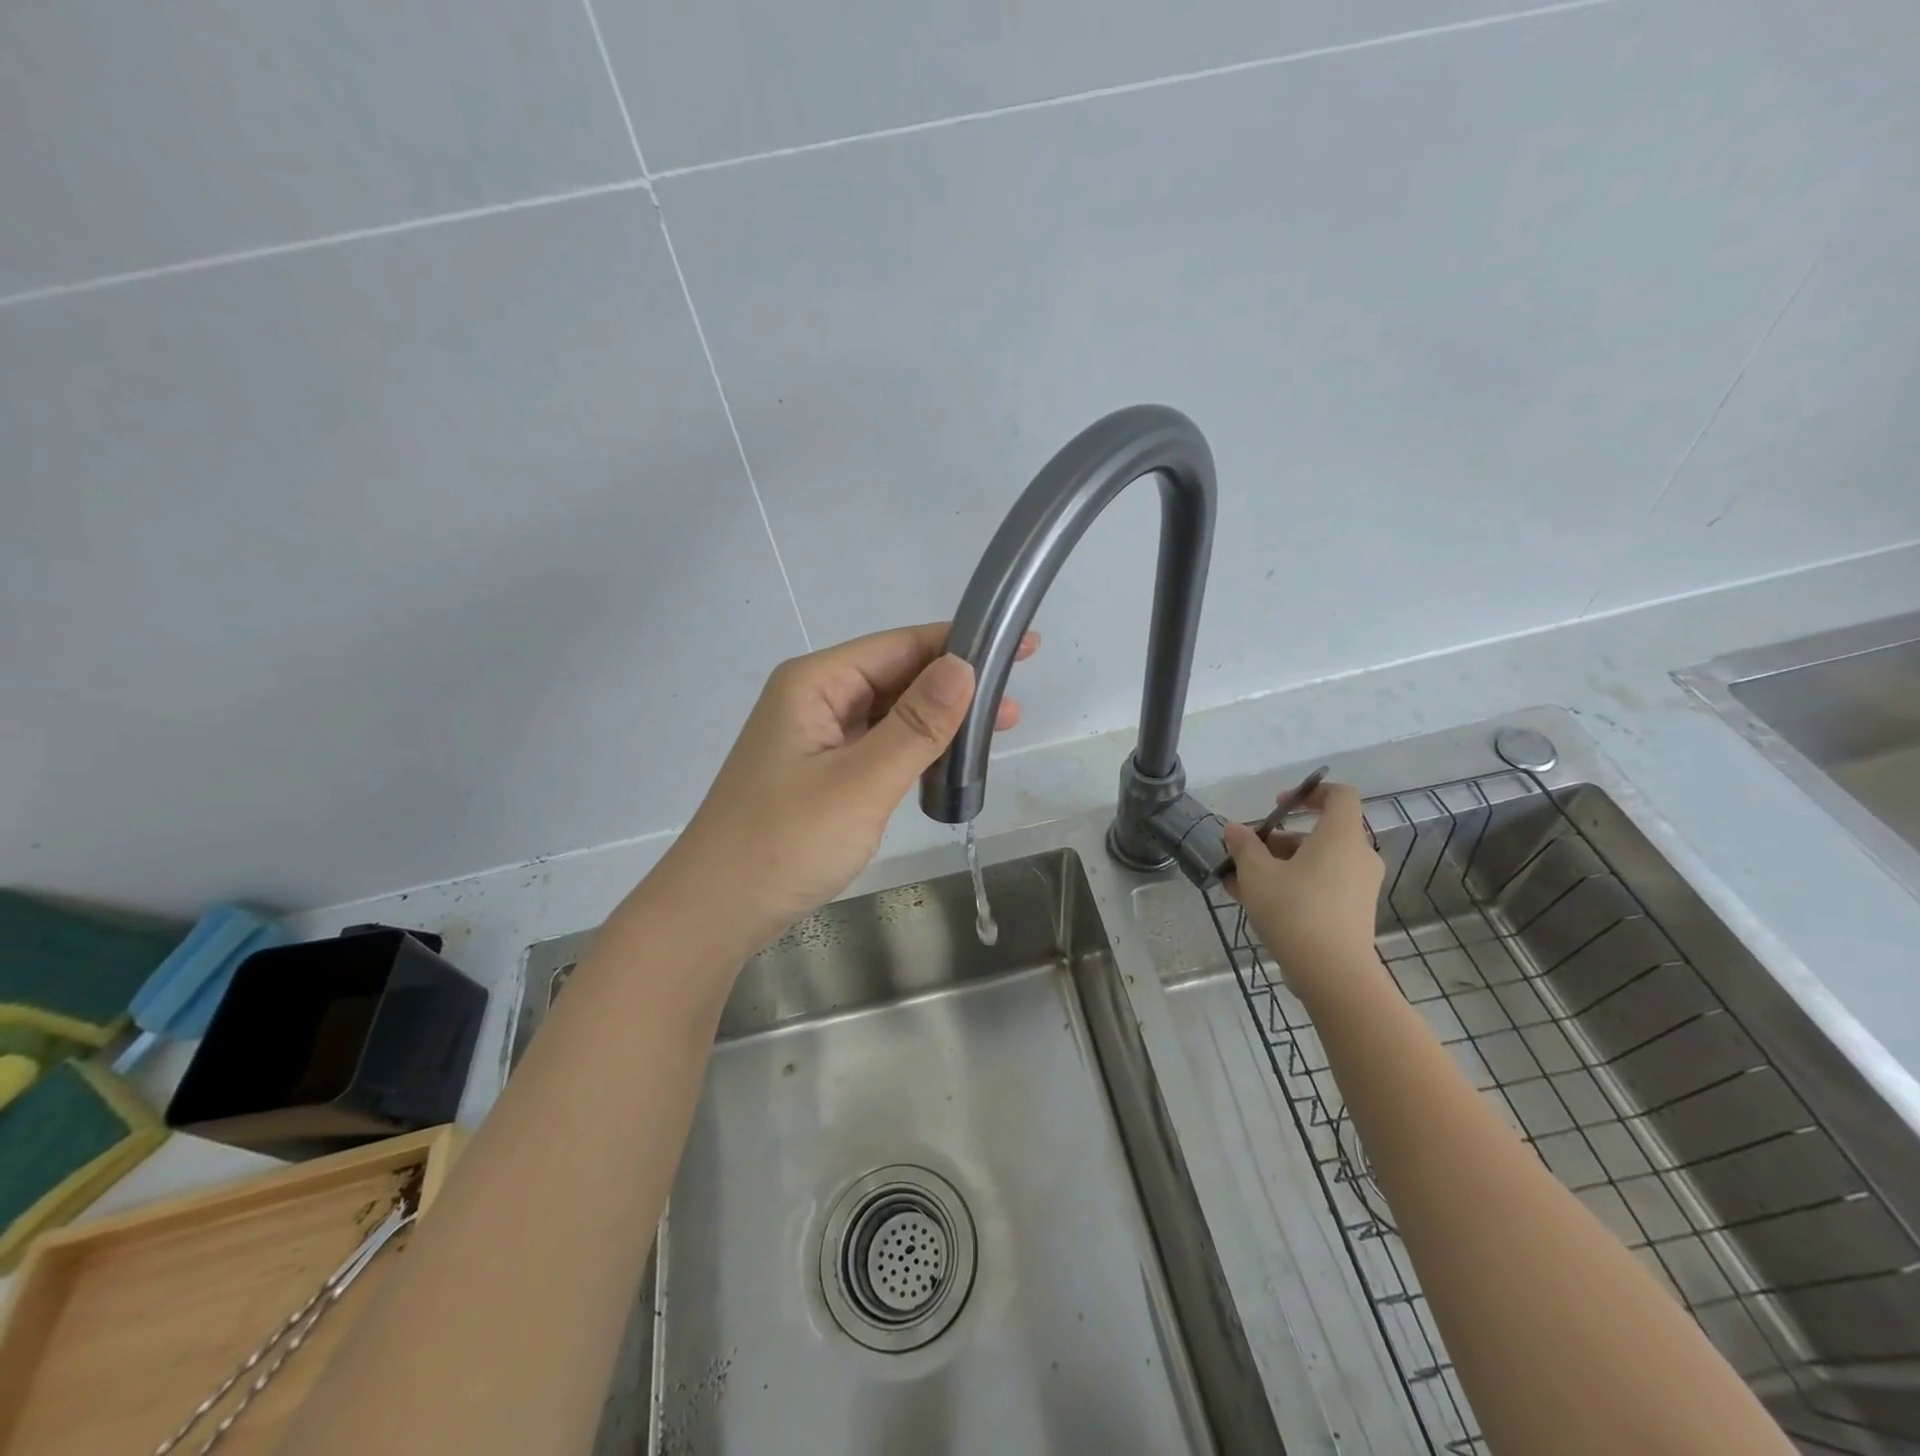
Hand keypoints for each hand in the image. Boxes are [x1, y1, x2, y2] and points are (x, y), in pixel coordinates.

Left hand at [651, 623, 1036, 955]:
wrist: (716, 911)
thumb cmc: (784, 842)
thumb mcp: (861, 782)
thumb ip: (916, 725)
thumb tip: (964, 666)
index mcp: (816, 683)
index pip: (900, 646)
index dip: (961, 643)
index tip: (1019, 647)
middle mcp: (814, 698)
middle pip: (896, 676)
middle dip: (956, 686)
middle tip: (1014, 703)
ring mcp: (816, 737)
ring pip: (890, 713)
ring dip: (940, 720)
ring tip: (997, 730)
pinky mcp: (822, 772)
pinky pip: (878, 745)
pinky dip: (916, 749)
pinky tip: (948, 760)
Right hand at [1222, 782, 1383, 1001]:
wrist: (1332, 974)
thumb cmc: (1295, 910)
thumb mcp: (1257, 873)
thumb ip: (1244, 846)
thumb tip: (1235, 829)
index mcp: (1341, 837)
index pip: (1340, 795)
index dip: (1310, 792)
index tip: (1278, 806)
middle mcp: (1358, 856)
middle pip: (1320, 833)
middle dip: (1279, 839)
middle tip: (1248, 852)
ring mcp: (1359, 887)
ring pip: (1317, 862)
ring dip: (1280, 865)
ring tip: (1240, 882)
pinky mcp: (1354, 913)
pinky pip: (1322, 885)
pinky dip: (1294, 885)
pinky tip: (1256, 903)